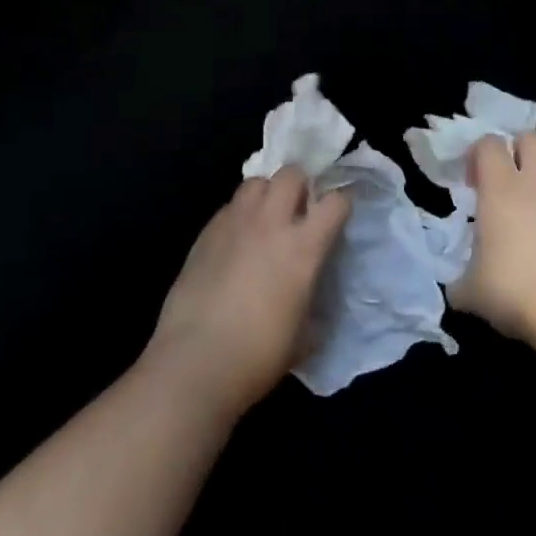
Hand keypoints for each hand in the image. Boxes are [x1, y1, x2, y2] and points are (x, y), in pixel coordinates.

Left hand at [145, 167, 350, 418]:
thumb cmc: (258, 356)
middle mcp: (270, 223)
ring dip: (268, 192)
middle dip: (301, 184)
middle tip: (300, 209)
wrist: (195, 361)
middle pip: (292, 173)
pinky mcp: (206, 232)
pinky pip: (230, 205)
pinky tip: (237, 239)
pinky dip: (240, 213)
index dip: (341, 203)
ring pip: (256, 181)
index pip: (335, 202)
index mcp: (303, 247)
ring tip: (267, 217)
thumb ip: (313, 309)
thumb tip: (312, 305)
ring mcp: (235, 222)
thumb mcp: (303, 338)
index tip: (340, 214)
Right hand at [449, 132, 535, 341]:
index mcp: (500, 189)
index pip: (489, 144)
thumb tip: (458, 291)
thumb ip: (462, 283)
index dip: (479, 154)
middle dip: (522, 149)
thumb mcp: (471, 291)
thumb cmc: (512, 289)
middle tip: (511, 179)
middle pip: (534, 139)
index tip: (473, 182)